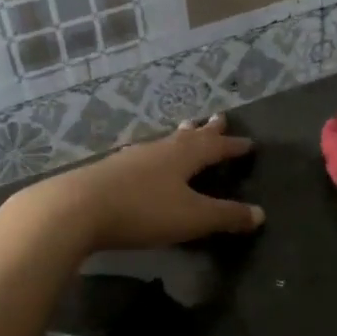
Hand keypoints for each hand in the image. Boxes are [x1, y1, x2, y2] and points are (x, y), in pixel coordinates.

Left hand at [14, 115, 264, 252]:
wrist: (77, 208)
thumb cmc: (143, 211)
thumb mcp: (192, 218)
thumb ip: (226, 216)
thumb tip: (260, 214)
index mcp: (183, 156)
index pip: (215, 147)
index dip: (232, 146)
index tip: (248, 143)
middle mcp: (159, 150)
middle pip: (189, 136)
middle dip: (207, 130)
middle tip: (219, 117)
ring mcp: (131, 158)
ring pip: (163, 142)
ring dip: (179, 137)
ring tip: (186, 128)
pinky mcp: (110, 171)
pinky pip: (142, 156)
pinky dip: (154, 154)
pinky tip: (144, 157)